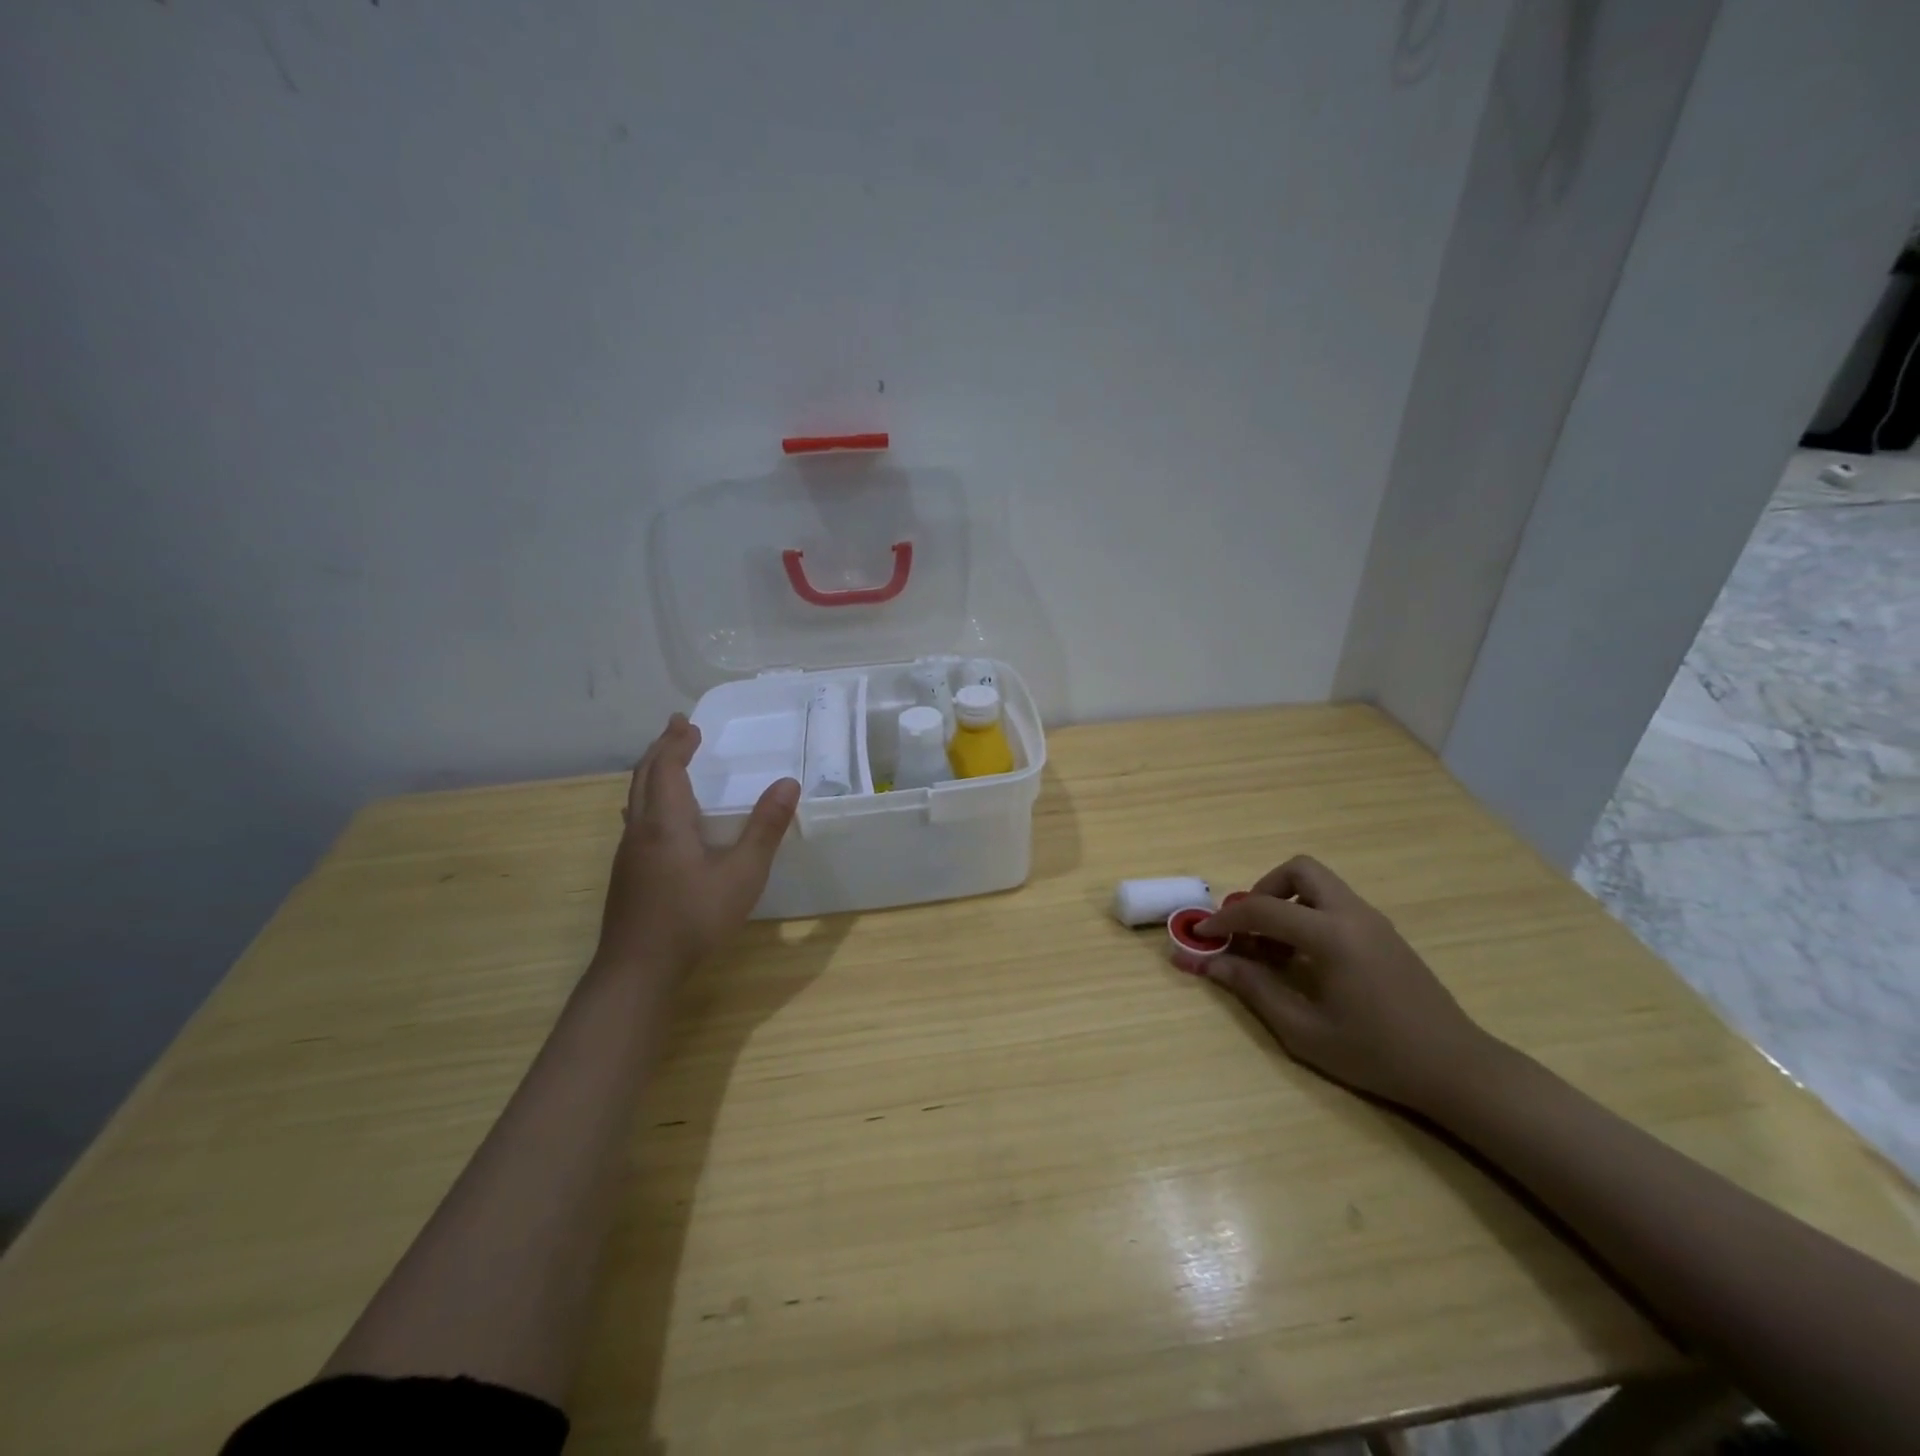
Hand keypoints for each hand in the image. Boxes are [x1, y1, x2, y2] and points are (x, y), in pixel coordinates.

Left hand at [595, 714, 798, 980]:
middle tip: (678, 728)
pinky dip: (648, 798)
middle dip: (662, 748)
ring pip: (635, 798)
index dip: (677, 743)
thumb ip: (765, 828)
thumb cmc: (693, 918)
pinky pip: (635, 818)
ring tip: (668, 761)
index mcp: (665, 822)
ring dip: (652, 772)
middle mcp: (641, 830)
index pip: (667, 768)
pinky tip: (655, 817)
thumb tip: (788, 783)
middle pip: (644, 776)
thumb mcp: (742, 874)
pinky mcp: (627, 873)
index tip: (689, 722)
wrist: (637, 969)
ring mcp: (629, 853)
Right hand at [1181, 856, 1496, 1110]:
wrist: (1457, 1069)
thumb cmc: (1376, 1054)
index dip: (1224, 920)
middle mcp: (1352, 915)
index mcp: (1331, 935)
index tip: (1201, 936)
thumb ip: (1253, 989)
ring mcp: (1373, 921)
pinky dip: (1309, 915)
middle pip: (1299, 870)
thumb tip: (1210, 964)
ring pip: (1319, 884)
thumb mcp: (1304, 1030)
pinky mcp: (1384, 934)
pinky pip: (1335, 905)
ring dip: (1287, 903)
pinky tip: (1304, 960)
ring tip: (1273, 949)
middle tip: (1249, 929)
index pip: (1262, 909)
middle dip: (1264, 890)